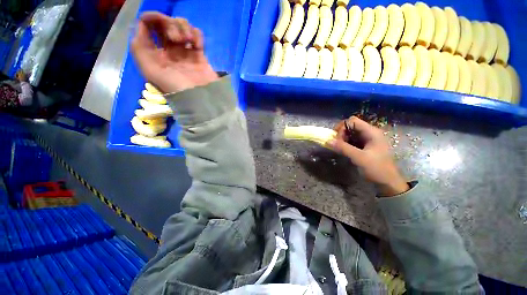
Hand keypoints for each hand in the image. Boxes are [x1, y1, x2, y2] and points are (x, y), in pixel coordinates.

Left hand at [131, 12, 218, 93]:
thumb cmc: (176, 86)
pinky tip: (197, 45)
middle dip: (170, 24)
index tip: (161, 20)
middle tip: (176, 38)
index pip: (147, 25)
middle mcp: (167, 50)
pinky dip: (197, 35)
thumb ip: (139, 48)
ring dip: (184, 28)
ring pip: (181, 26)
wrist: (201, 97)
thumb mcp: (151, 71)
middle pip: (165, 23)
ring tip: (188, 42)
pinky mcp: (199, 54)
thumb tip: (142, 26)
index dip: (152, 17)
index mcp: (153, 53)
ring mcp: (184, 51)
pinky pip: (196, 35)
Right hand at [329, 116, 408, 196]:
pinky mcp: (364, 146)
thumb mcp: (359, 158)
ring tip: (339, 148)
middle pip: (350, 126)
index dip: (342, 128)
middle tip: (337, 144)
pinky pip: (352, 140)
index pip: (352, 121)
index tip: (337, 139)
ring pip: (350, 134)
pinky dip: (345, 144)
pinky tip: (343, 150)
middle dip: (341, 133)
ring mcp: (367, 140)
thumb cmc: (377, 169)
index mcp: (371, 132)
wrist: (388, 183)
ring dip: (342, 139)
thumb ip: (343, 148)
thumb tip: (328, 141)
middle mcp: (369, 133)